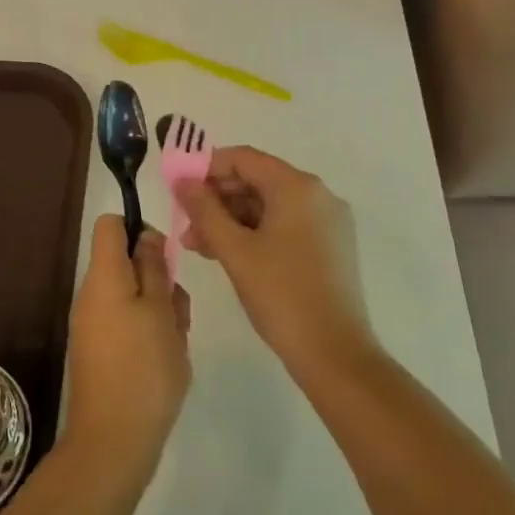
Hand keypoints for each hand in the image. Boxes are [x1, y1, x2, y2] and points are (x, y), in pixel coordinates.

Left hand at [63, 217, 191, 483]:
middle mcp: (91, 294)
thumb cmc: (144, 368)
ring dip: (159, 310)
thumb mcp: (161, 311)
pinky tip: (167, 362)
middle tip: (178, 312)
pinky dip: (149, 334)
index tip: (165, 257)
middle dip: (158, 279)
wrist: (113, 442)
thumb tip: (145, 236)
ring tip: (176, 343)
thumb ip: (154, 268)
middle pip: (126, 263)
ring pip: (132, 297)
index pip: (110, 225)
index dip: (139, 229)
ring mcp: (92, 325)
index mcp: (103, 276)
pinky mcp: (99, 352)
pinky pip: (126, 325)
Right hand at [177, 146, 370, 373]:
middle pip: (256, 180)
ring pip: (269, 206)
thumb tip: (181, 180)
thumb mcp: (234, 250)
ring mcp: (328, 221)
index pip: (243, 159)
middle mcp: (318, 194)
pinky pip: (285, 224)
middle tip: (185, 224)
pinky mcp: (331, 246)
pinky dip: (255, 233)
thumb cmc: (281, 295)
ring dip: (231, 219)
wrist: (335, 355)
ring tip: (199, 246)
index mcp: (297, 187)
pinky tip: (228, 253)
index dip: (207, 168)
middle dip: (217, 199)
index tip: (179, 189)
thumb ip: (203, 209)